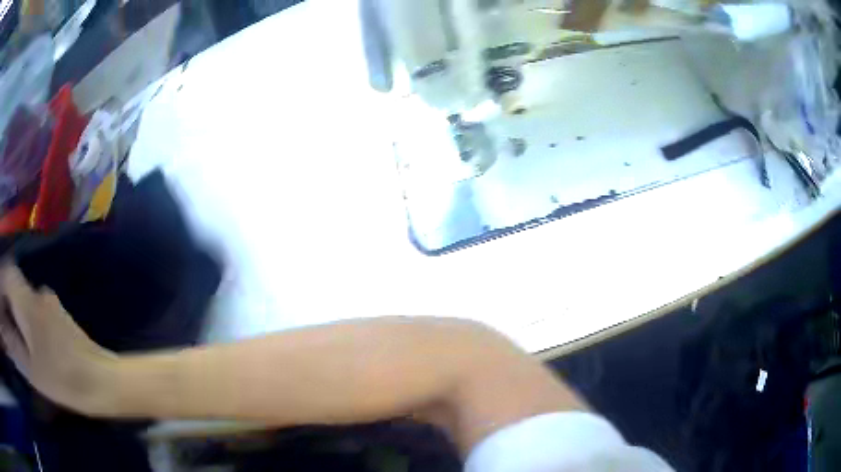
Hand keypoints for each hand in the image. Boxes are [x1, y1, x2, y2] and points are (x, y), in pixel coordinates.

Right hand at [0, 264, 116, 415]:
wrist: (103, 380)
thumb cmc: (63, 378)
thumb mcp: (31, 369)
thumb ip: (14, 348)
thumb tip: (7, 334)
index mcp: (26, 300)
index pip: (6, 275)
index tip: (0, 298)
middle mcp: (36, 292)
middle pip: (12, 283)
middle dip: (4, 296)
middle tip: (3, 314)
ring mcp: (48, 301)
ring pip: (21, 295)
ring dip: (12, 306)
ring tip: (9, 325)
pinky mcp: (57, 314)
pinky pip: (31, 307)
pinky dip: (22, 315)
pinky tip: (22, 333)